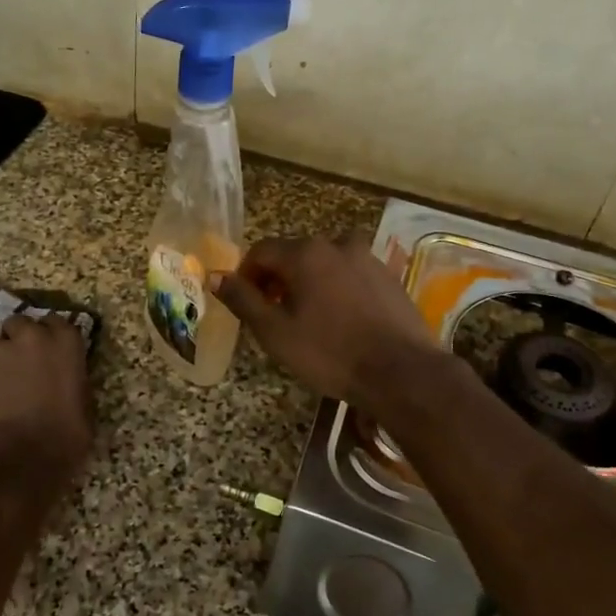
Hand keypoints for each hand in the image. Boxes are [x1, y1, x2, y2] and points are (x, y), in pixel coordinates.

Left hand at [0, 316, 92, 468]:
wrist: (19, 461)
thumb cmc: (65, 436)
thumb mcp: (84, 404)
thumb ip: (72, 379)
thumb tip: (65, 378)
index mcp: (64, 341)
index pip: (56, 321)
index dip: (52, 336)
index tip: (52, 352)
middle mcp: (29, 337)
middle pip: (19, 323)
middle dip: (20, 338)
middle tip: (25, 363)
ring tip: (2, 383)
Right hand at [209, 237, 441, 409]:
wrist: (401, 371)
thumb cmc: (330, 353)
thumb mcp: (275, 332)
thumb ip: (243, 300)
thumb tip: (214, 276)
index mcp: (305, 253)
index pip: (261, 251)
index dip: (246, 275)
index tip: (246, 304)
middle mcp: (336, 244)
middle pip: (294, 254)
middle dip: (278, 279)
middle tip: (274, 315)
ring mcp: (367, 257)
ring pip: (324, 263)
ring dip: (309, 283)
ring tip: (309, 318)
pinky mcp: (388, 275)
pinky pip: (350, 274)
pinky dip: (337, 288)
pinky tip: (342, 320)